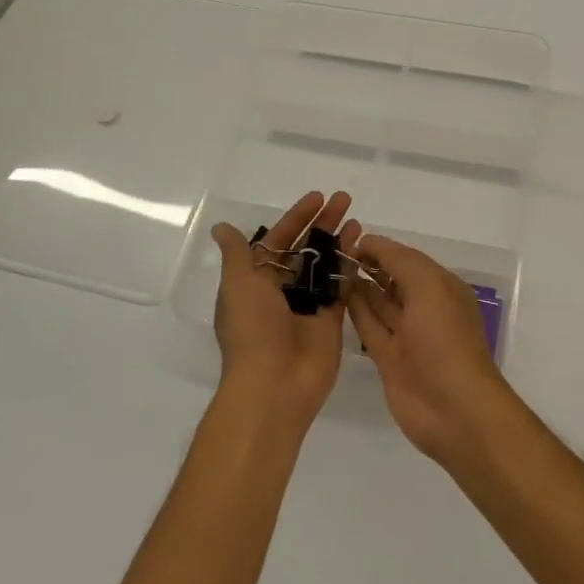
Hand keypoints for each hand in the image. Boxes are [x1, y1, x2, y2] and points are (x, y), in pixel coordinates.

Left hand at [211, 190, 352, 426]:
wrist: (275, 385)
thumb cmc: (252, 330)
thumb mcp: (238, 285)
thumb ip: (237, 254)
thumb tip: (221, 227)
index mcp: (255, 282)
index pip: (278, 241)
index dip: (296, 218)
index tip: (317, 198)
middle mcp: (281, 291)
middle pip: (304, 249)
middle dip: (322, 223)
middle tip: (343, 199)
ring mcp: (308, 305)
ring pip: (325, 265)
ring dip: (338, 240)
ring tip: (355, 217)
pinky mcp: (331, 320)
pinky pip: (341, 286)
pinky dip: (350, 265)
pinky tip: (361, 245)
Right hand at [339, 222, 516, 464]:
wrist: (454, 409)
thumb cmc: (445, 339)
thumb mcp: (428, 286)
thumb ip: (398, 260)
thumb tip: (369, 242)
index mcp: (442, 287)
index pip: (406, 258)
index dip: (380, 248)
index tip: (348, 237)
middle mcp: (425, 307)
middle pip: (392, 278)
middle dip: (368, 264)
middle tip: (331, 252)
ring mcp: (407, 335)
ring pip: (379, 302)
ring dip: (359, 285)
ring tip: (329, 268)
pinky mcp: (389, 359)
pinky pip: (370, 327)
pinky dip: (355, 311)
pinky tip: (336, 295)